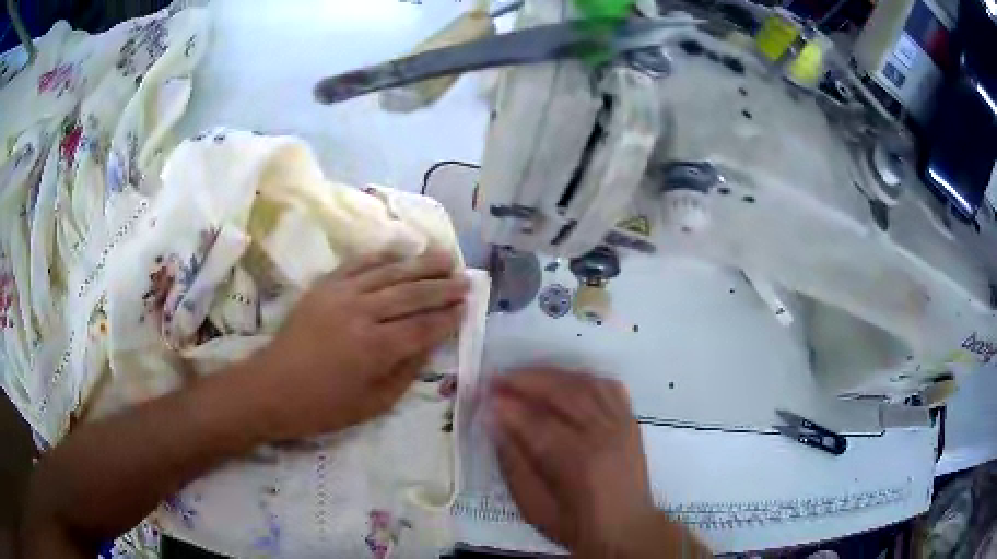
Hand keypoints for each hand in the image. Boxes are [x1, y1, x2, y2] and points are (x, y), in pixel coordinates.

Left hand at [246, 250, 468, 440]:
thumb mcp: (373, 404)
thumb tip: (428, 345)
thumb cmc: (323, 406)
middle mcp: (362, 313)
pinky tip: (401, 254)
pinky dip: (383, 257)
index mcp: (375, 348)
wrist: (272, 387)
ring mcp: (341, 294)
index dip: (447, 318)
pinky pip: (359, 264)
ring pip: (390, 273)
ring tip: (445, 258)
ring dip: (420, 265)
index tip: (467, 309)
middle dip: (442, 287)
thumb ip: (405, 372)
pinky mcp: (325, 286)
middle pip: (411, 294)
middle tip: (466, 280)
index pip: (423, 327)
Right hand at [490, 368, 703, 557]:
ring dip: (551, 374)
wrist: (627, 530)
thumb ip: (513, 464)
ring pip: (585, 384)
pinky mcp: (630, 422)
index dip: (507, 406)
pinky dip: (582, 378)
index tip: (483, 396)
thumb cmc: (577, 526)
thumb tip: (495, 424)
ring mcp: (621, 424)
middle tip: (496, 378)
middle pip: (563, 393)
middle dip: (525, 381)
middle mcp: (603, 435)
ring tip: (523, 376)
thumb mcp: (534, 507)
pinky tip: (563, 381)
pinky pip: (607, 387)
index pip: (536, 422)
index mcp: (578, 462)